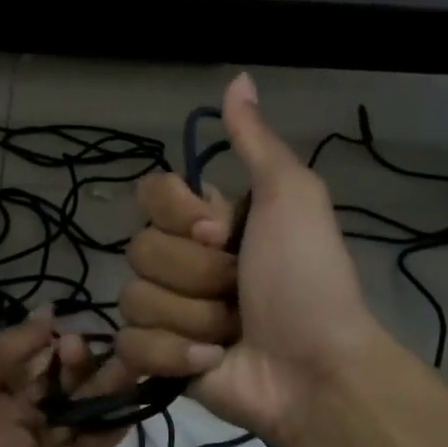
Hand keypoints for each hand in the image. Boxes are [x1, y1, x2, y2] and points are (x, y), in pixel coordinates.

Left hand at [0, 315, 128, 446]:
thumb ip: (18, 340)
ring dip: (102, 396)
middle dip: (82, 368)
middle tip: (103, 352)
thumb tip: (49, 312)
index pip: (32, 361)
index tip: (76, 333)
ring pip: (74, 421)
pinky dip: (105, 436)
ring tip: (133, 370)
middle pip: (57, 389)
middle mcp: (8, 416)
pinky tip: (129, 410)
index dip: (56, 346)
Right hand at [116, 72, 384, 446]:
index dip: (178, 214)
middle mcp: (181, 259)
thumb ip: (256, 142)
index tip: (221, 231)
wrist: (315, 369)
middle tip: (239, 290)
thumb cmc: (306, 279)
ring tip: (232, 332)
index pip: (150, 194)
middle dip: (197, 274)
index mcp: (205, 220)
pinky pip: (132, 343)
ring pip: (135, 297)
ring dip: (193, 317)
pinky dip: (174, 353)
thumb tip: (238, 77)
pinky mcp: (157, 356)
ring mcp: (167, 309)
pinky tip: (212, 360)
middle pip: (140, 249)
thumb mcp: (291, 199)